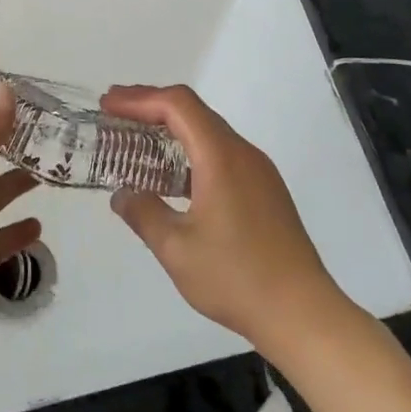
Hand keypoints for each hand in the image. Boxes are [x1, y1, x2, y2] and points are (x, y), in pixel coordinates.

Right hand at [101, 84, 343, 352]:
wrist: (302, 313)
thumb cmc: (236, 277)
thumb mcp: (176, 249)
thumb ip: (144, 214)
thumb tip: (122, 194)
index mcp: (221, 156)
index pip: (178, 105)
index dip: (139, 99)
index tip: (107, 104)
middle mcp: (243, 153)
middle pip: (194, 112)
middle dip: (151, 107)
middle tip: (114, 114)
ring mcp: (259, 172)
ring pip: (209, 133)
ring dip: (172, 130)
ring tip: (136, 141)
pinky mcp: (265, 191)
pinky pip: (222, 155)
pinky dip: (190, 152)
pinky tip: (172, 178)